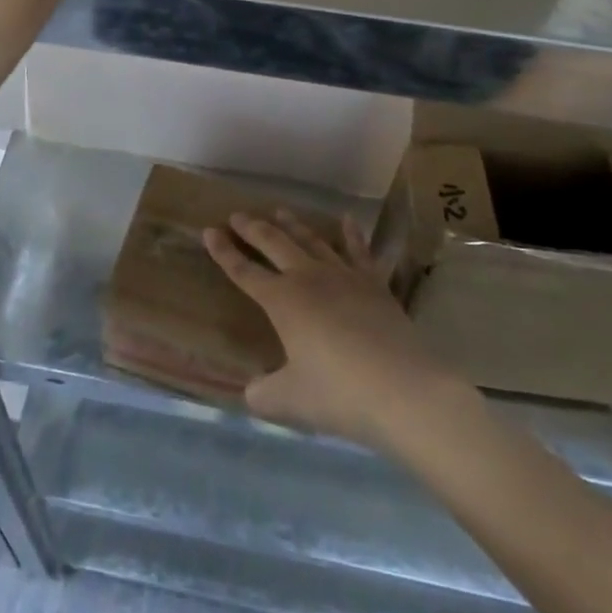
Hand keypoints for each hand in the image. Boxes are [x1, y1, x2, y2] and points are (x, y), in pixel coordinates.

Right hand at [204, 209, 453, 447]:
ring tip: (280, 211)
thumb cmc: (339, 394)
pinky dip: (352, 234)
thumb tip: (253, 391)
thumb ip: (264, 394)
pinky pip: (360, 252)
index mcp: (282, 301)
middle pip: (274, 244)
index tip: (209, 231)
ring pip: (312, 241)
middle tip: (238, 215)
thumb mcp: (290, 401)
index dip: (224, 252)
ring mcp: (343, 277)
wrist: (402, 389)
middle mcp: (308, 278)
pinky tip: (348, 220)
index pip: (244, 272)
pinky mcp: (374, 284)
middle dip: (253, 228)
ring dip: (293, 225)